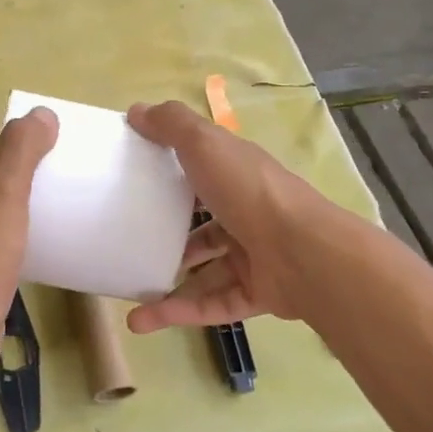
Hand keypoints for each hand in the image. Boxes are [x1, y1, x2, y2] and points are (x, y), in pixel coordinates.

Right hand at [124, 100, 331, 333]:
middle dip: (169, 236)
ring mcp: (253, 256)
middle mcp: (246, 214)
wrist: (303, 252)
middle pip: (203, 226)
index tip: (136, 181)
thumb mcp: (204, 144)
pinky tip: (141, 320)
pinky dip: (178, 313)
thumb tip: (135, 110)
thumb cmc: (248, 191)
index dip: (173, 173)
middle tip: (130, 243)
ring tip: (129, 291)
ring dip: (167, 284)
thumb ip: (171, 125)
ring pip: (204, 272)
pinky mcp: (255, 294)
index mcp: (236, 176)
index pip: (203, 172)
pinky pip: (211, 305)